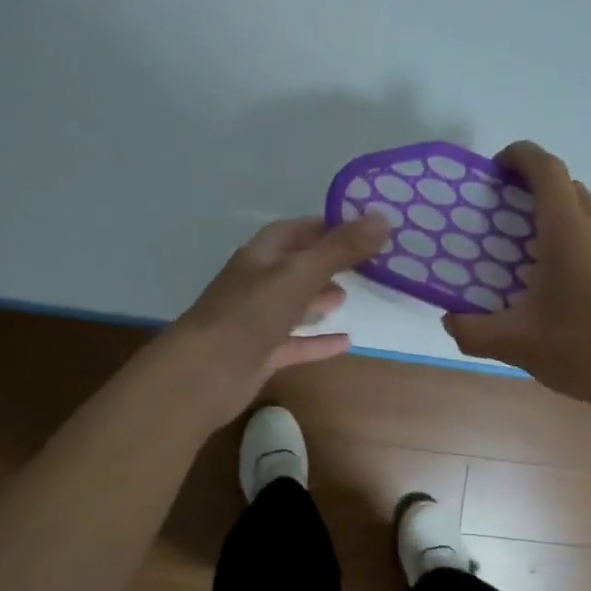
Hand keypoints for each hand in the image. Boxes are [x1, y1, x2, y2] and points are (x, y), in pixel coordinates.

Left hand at [162, 214, 389, 425]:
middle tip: (363, 263)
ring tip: (349, 296)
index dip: (327, 226)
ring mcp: (258, 321)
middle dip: (326, 262)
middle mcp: (257, 284)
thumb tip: (385, 217)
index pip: (296, 230)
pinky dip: (319, 341)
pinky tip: (347, 341)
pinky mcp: (262, 354)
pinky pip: (296, 343)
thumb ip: (341, 248)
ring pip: (294, 304)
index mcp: (261, 256)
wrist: (205, 373)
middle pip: (296, 266)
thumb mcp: (299, 274)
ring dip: (319, 299)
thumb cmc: (250, 314)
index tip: (363, 227)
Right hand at [442, 142, 590, 406]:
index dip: (521, 156)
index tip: (497, 167)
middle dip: (536, 189)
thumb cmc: (581, 349)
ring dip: (558, 223)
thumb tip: (450, 321)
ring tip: (532, 259)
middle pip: (568, 189)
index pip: (547, 169)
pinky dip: (579, 251)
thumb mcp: (516, 343)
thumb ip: (473, 331)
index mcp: (568, 233)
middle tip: (506, 214)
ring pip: (588, 219)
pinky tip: (567, 293)